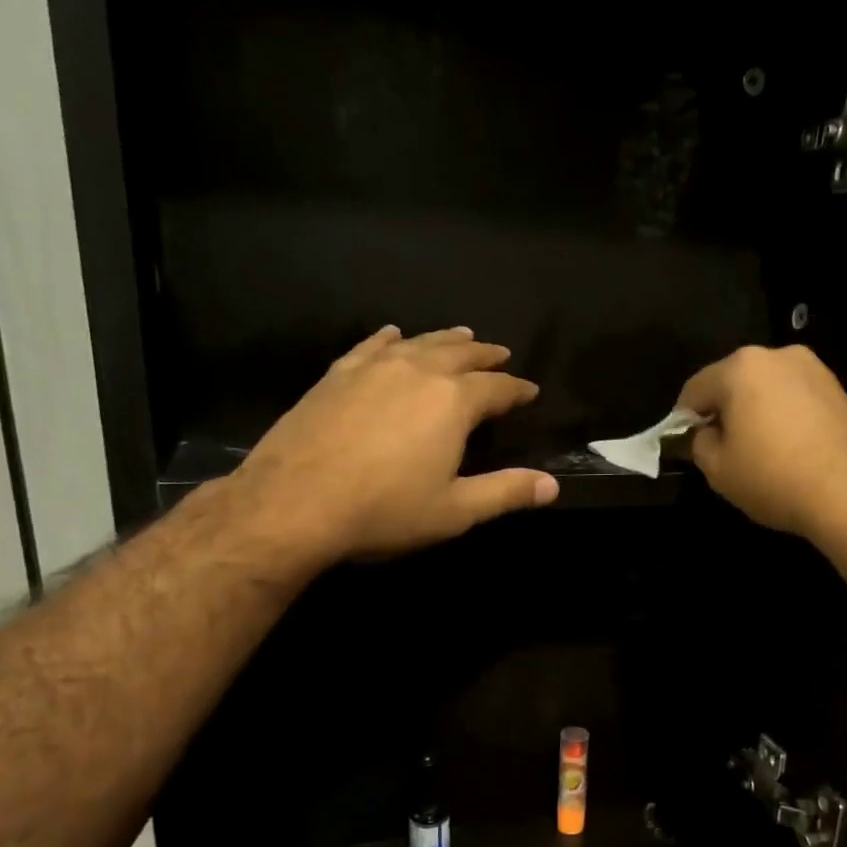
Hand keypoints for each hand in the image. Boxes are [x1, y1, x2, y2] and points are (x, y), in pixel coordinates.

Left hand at [231, 326, 557, 564]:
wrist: (294, 503)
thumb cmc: (384, 511)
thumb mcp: (455, 511)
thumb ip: (506, 492)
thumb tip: (553, 486)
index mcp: (452, 402)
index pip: (497, 388)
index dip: (517, 390)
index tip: (530, 391)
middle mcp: (417, 372)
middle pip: (460, 354)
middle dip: (485, 355)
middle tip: (500, 353)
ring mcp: (373, 368)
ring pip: (419, 343)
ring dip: (445, 339)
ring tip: (461, 335)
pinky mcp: (337, 375)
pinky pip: (371, 346)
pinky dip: (390, 339)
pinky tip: (393, 335)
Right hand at [677, 345, 846, 545]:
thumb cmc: (774, 477)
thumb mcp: (718, 469)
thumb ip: (699, 444)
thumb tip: (704, 434)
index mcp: (741, 367)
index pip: (694, 389)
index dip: (682, 420)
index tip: (685, 446)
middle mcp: (778, 355)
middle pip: (732, 382)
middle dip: (722, 412)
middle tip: (721, 449)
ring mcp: (814, 369)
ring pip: (766, 389)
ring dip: (754, 413)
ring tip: (757, 452)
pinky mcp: (838, 389)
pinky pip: (794, 399)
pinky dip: (782, 418)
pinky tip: (786, 450)